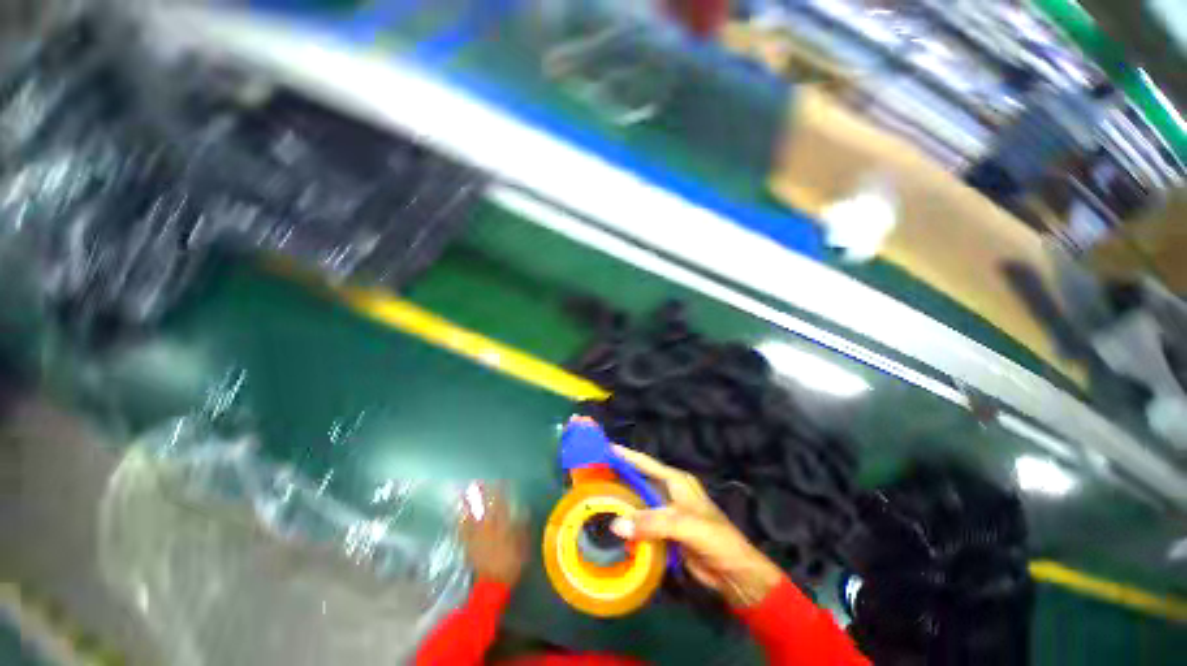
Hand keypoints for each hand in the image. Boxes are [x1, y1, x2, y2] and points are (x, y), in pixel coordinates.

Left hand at [459, 483, 527, 586]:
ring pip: (471, 515)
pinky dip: (459, 520)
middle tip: (479, 481)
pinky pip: (462, 530)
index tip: (501, 480)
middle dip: (482, 493)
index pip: (502, 504)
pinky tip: (457, 514)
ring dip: (468, 504)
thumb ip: (522, 527)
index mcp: (502, 526)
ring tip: (464, 492)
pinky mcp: (468, 545)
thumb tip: (524, 510)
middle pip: (484, 506)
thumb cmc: (511, 564)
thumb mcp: (523, 545)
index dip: (501, 491)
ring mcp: (476, 536)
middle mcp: (488, 527)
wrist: (492, 584)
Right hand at [610, 446, 784, 607]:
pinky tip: (612, 525)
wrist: (734, 571)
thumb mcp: (684, 525)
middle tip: (594, 476)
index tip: (605, 448)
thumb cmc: (714, 538)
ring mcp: (667, 512)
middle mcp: (669, 492)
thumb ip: (651, 522)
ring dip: (622, 501)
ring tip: (597, 499)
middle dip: (619, 477)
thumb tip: (615, 524)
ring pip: (639, 502)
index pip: (645, 463)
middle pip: (639, 480)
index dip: (626, 455)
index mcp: (676, 481)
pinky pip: (642, 522)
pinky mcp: (665, 531)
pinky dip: (628, 522)